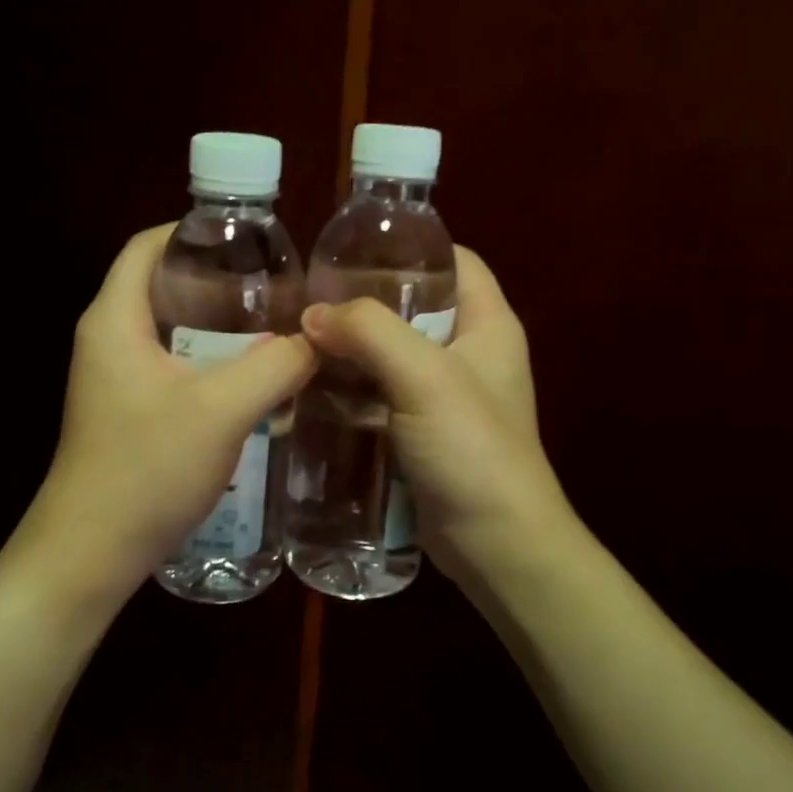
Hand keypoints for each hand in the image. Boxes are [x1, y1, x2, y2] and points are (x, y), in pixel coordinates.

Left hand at [9, 226, 315, 608]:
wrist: (90, 554)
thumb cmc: (145, 471)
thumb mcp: (222, 411)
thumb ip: (276, 367)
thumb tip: (318, 337)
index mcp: (114, 320)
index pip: (147, 246)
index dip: (194, 231)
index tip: (250, 239)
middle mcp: (107, 340)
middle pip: (163, 285)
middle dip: (219, 280)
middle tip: (277, 287)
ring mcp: (114, 379)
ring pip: (172, 331)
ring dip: (219, 327)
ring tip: (275, 328)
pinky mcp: (128, 412)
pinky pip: (173, 368)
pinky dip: (211, 363)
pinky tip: (253, 381)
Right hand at [298, 248, 572, 588]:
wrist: (496, 544)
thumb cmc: (473, 449)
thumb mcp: (425, 377)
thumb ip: (370, 333)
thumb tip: (312, 314)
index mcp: (487, 324)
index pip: (454, 260)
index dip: (409, 247)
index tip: (350, 249)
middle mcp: (468, 352)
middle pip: (413, 307)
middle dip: (362, 301)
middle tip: (307, 299)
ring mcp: (444, 395)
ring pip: (390, 354)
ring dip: (349, 349)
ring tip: (296, 340)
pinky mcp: (421, 431)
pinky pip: (381, 395)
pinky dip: (350, 389)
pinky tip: (309, 389)